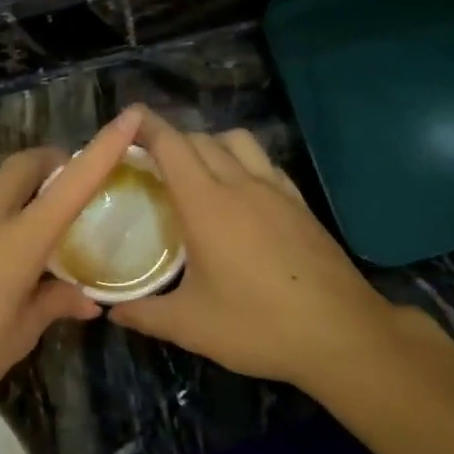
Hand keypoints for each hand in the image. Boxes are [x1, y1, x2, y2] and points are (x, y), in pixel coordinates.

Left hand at [0, 107, 145, 414]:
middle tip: (75, 185)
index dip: (104, 148)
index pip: (72, 184)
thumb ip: (53, 305)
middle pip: (26, 162)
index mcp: (19, 239)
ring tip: (41, 213)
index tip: (130, 118)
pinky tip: (2, 241)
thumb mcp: (17, 336)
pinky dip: (0, 201)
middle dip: (56, 160)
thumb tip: (88, 300)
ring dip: (25, 179)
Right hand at [108, 109, 418, 392]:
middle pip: (201, 139)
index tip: (127, 120)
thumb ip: (145, 314)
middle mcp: (241, 185)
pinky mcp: (300, 204)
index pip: (171, 146)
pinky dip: (244, 162)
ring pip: (239, 142)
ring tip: (196, 174)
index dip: (147, 127)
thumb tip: (113, 311)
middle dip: (172, 141)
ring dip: (212, 144)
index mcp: (206, 205)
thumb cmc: (257, 326)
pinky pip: (266, 164)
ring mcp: (276, 191)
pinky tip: (242, 195)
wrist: (340, 333)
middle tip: (150, 164)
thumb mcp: (190, 326)